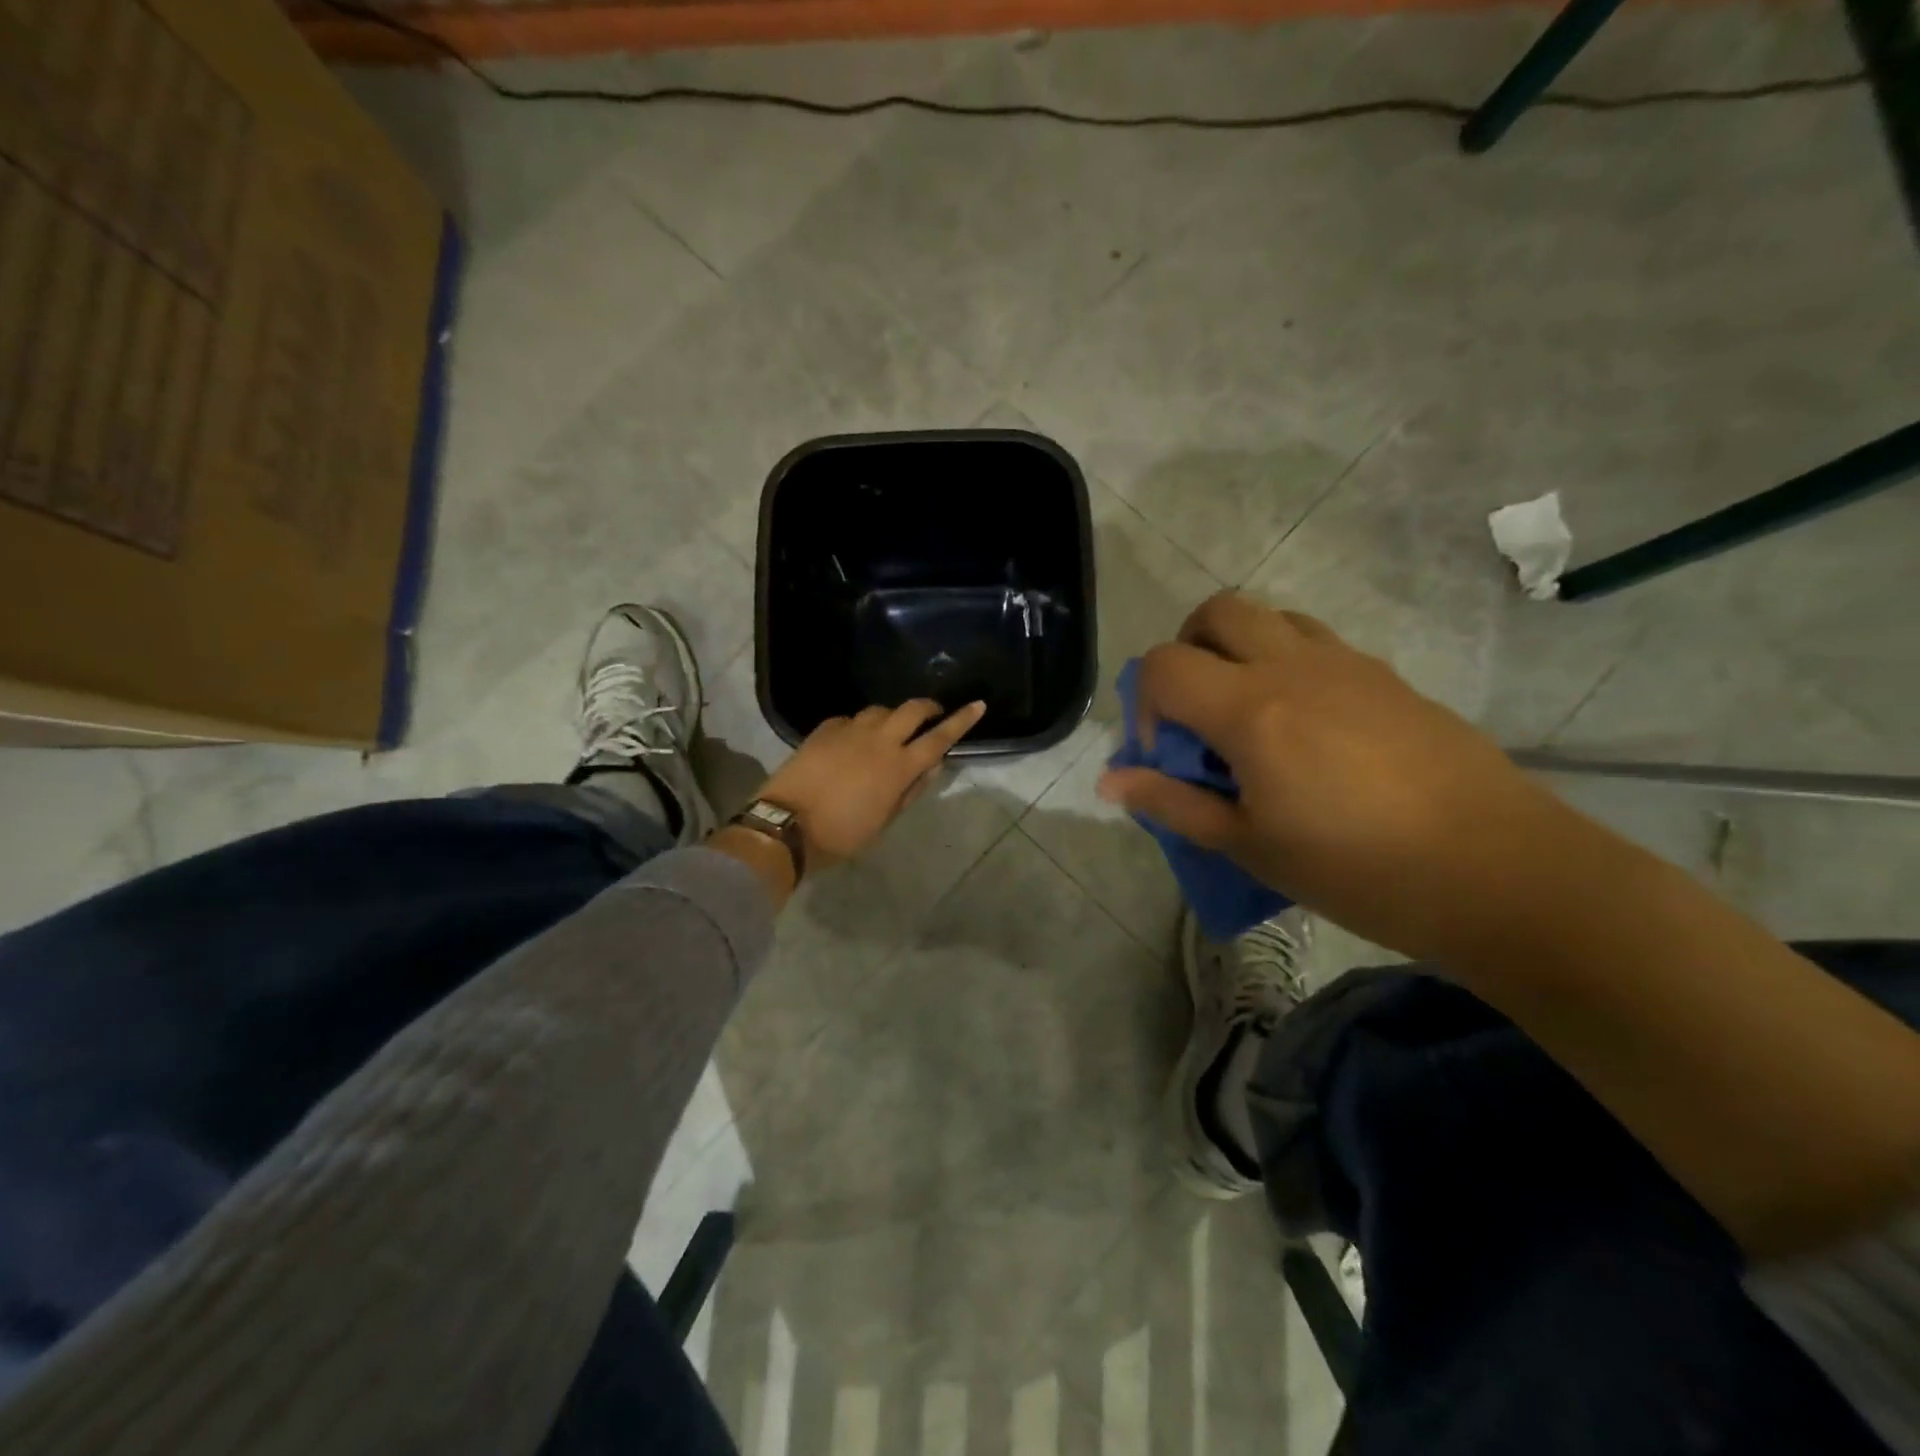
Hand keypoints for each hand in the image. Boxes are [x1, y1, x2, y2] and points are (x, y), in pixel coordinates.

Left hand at [758, 700, 987, 870]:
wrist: (786, 825)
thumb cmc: (841, 834)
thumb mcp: (884, 821)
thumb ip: (910, 791)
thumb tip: (931, 767)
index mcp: (899, 767)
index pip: (939, 738)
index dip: (962, 720)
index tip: (978, 705)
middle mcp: (879, 740)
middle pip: (912, 709)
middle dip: (929, 707)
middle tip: (933, 715)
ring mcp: (849, 730)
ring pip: (880, 710)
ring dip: (892, 717)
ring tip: (889, 732)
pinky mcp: (824, 730)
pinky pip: (850, 719)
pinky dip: (859, 726)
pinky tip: (852, 740)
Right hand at [1097, 592, 1565, 958]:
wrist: (1501, 872)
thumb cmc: (1359, 869)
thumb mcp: (1250, 846)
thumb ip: (1174, 803)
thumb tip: (1110, 781)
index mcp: (1251, 709)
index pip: (1164, 664)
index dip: (1145, 703)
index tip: (1165, 754)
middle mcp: (1294, 667)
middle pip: (1216, 611)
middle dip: (1186, 649)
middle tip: (1195, 711)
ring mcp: (1348, 665)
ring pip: (1271, 616)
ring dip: (1239, 648)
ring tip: (1248, 713)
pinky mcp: (1389, 677)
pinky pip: (1317, 643)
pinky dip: (1287, 663)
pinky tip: (1307, 730)